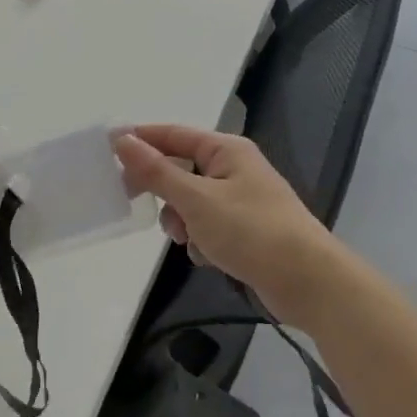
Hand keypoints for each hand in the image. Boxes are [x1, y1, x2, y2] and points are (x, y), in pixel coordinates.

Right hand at [114, 125, 350, 327]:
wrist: (309, 282)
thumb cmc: (252, 231)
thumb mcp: (197, 200)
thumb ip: (157, 171)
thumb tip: (123, 140)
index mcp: (226, 150)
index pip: (173, 134)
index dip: (140, 139)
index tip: (107, 150)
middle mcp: (234, 168)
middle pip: (181, 168)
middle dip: (163, 190)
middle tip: (134, 201)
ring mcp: (241, 200)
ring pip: (191, 202)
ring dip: (182, 221)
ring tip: (188, 239)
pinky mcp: (245, 230)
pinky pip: (207, 226)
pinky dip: (202, 240)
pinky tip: (209, 257)